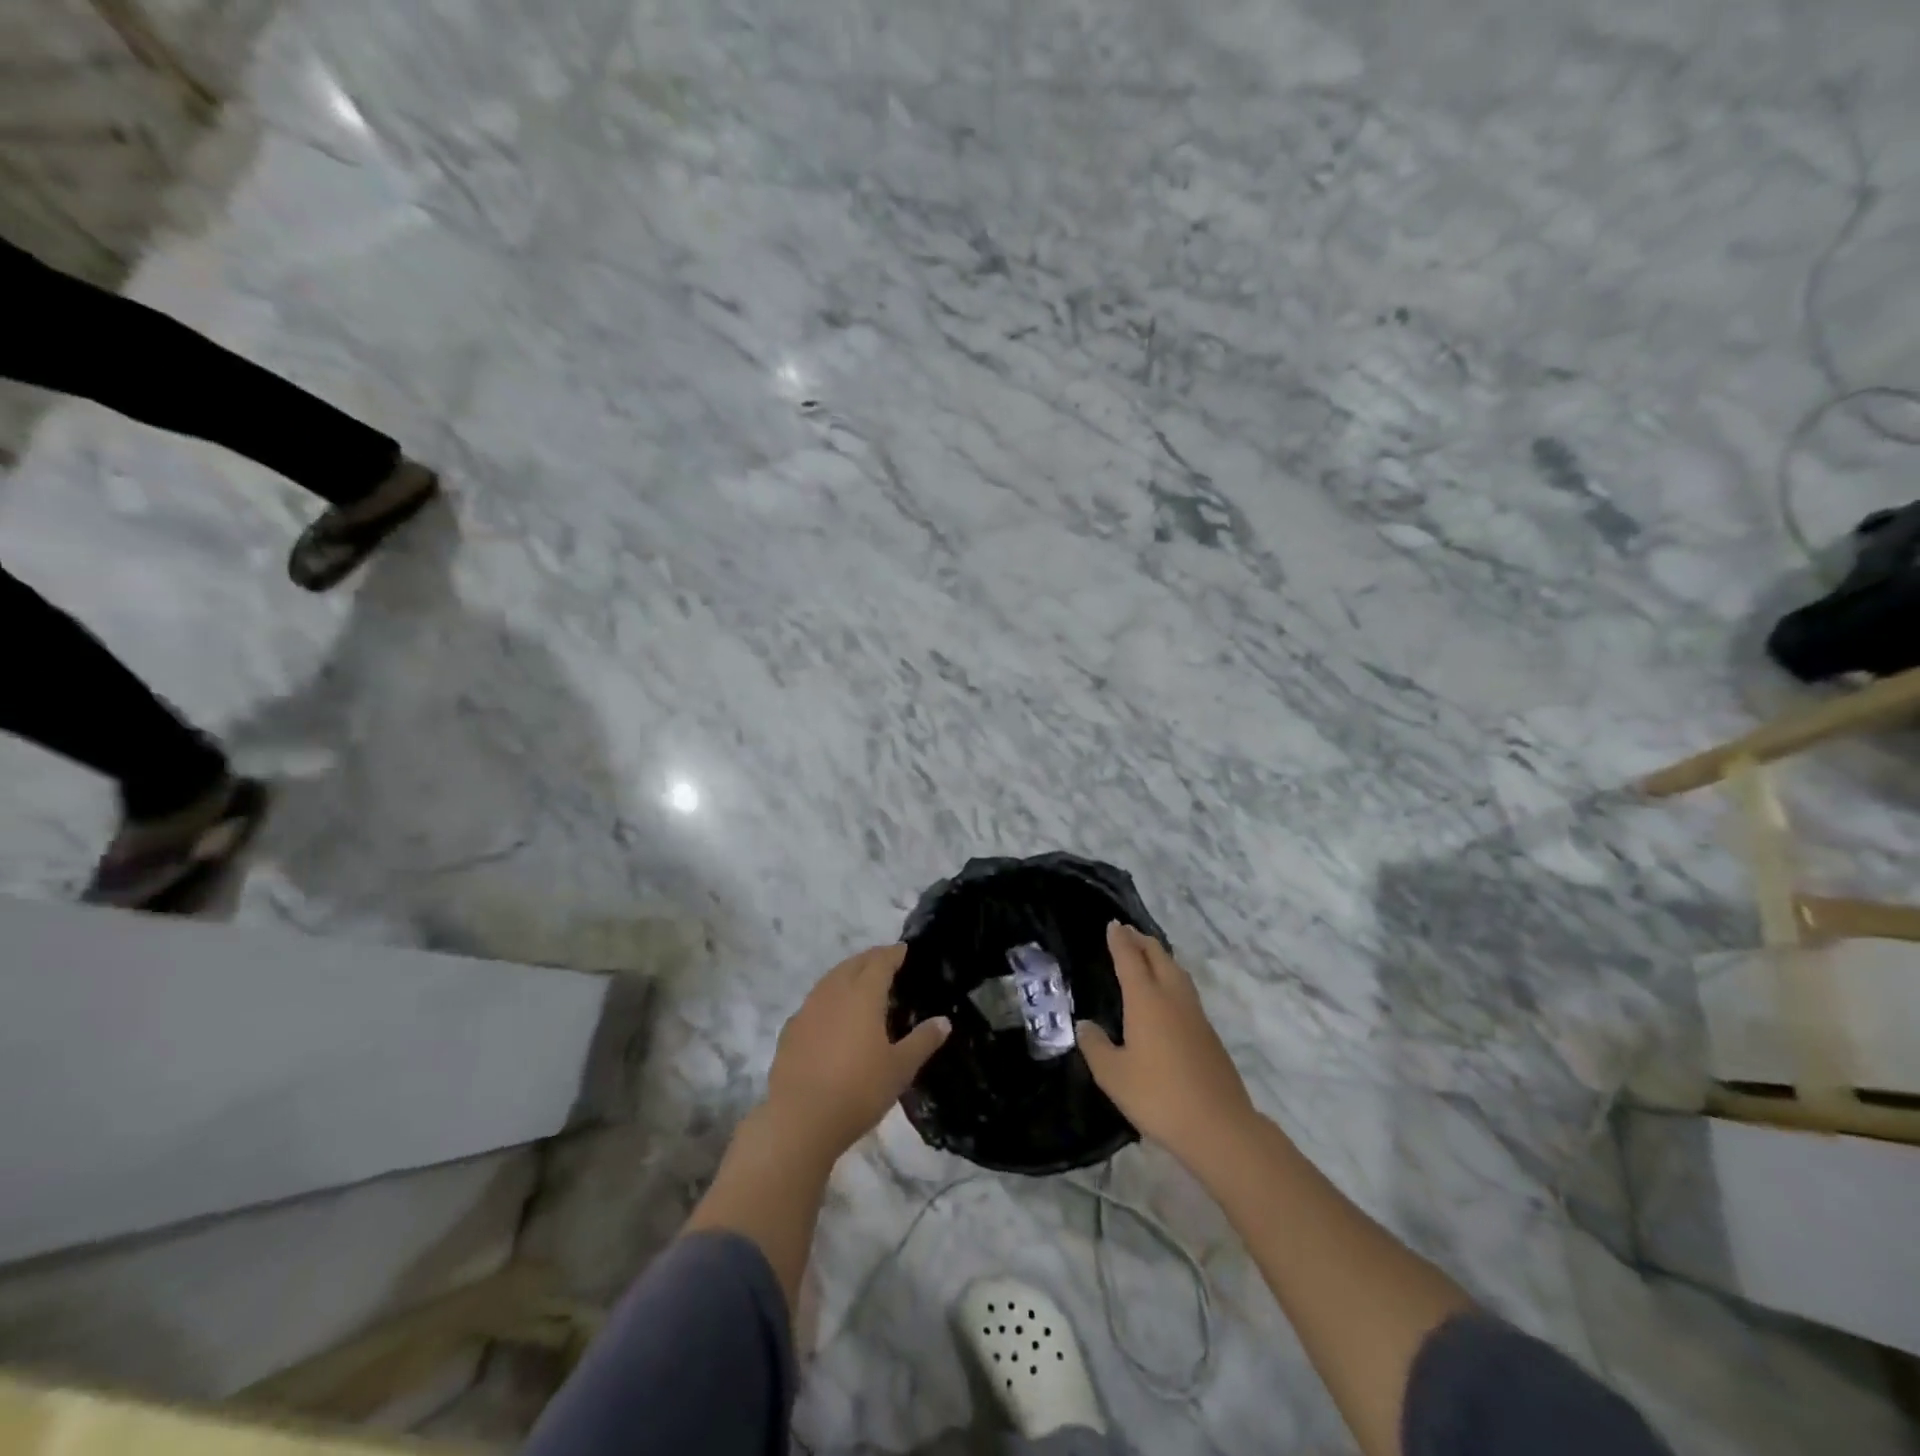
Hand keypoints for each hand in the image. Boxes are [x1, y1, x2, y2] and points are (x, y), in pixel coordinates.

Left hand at [763, 943, 950, 1163]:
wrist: (799, 1120)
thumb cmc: (858, 1090)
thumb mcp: (900, 1068)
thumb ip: (922, 1041)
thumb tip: (944, 1021)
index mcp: (863, 994)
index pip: (880, 961)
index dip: (893, 953)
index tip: (904, 950)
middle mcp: (834, 992)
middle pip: (853, 964)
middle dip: (871, 959)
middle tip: (886, 963)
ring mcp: (808, 1009)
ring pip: (831, 979)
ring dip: (847, 975)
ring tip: (861, 985)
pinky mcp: (790, 1029)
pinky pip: (814, 1002)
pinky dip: (828, 998)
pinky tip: (832, 1016)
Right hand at [1077, 922, 1254, 1166]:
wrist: (1219, 1126)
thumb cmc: (1158, 1096)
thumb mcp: (1113, 1075)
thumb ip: (1095, 1046)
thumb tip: (1085, 1025)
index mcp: (1146, 1000)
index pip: (1130, 959)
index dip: (1120, 940)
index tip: (1113, 925)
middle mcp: (1172, 998)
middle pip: (1158, 957)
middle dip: (1142, 941)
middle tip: (1127, 932)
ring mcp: (1195, 1015)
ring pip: (1177, 972)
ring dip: (1160, 957)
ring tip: (1148, 955)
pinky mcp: (1209, 1034)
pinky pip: (1186, 991)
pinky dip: (1172, 978)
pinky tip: (1167, 995)